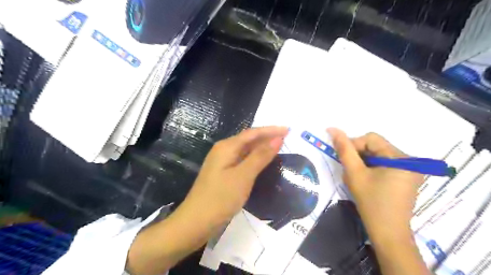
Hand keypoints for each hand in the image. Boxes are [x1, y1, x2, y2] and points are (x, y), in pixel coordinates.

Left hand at [179, 127, 287, 229]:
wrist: (196, 222)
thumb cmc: (221, 198)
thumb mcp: (243, 176)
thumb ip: (260, 156)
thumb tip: (277, 138)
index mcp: (227, 147)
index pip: (252, 133)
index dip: (271, 130)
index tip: (288, 130)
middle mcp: (224, 150)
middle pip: (248, 139)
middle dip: (267, 137)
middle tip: (287, 138)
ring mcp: (223, 162)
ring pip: (246, 150)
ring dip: (261, 148)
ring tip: (279, 148)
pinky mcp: (224, 173)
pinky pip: (243, 161)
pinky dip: (255, 159)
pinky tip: (263, 162)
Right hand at [326, 128, 421, 240]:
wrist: (387, 232)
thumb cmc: (370, 202)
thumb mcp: (354, 173)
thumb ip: (344, 149)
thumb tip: (332, 129)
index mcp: (401, 157)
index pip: (371, 138)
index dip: (353, 145)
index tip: (345, 161)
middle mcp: (410, 160)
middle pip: (376, 146)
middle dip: (359, 155)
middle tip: (350, 171)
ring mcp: (410, 169)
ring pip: (378, 154)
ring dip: (364, 162)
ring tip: (357, 177)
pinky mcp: (406, 177)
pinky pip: (385, 163)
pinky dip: (372, 167)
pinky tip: (367, 180)